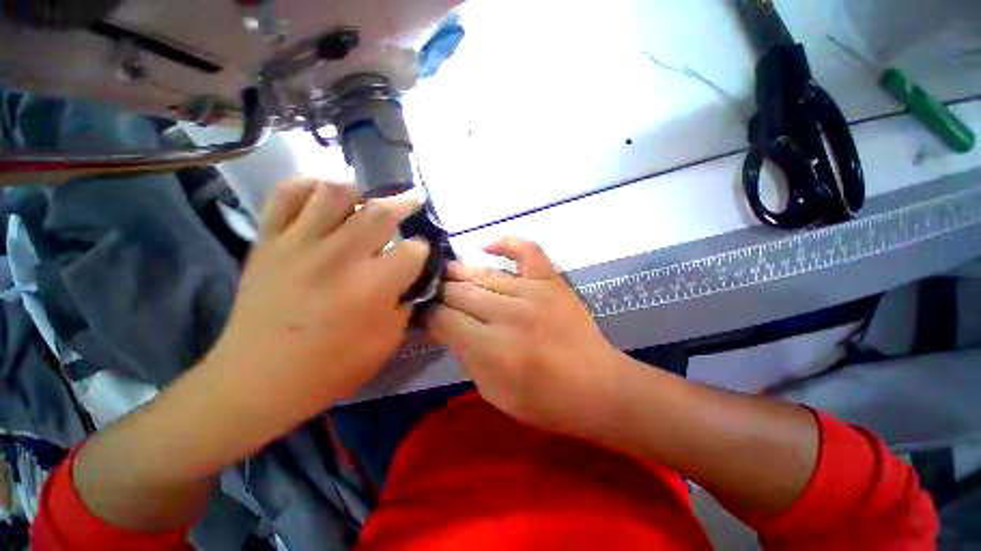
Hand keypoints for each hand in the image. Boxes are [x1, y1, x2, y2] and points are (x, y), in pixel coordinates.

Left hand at [209, 178, 428, 428]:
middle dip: (405, 204)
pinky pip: (287, 194)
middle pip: (381, 211)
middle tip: (412, 201)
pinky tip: (323, 196)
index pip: (413, 250)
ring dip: (359, 192)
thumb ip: (405, 304)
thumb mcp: (387, 342)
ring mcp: (300, 243)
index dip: (422, 251)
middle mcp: (340, 256)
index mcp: (373, 285)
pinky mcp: (269, 240)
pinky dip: (309, 186)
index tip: (419, 256)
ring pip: (335, 191)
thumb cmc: (331, 367)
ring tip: (365, 202)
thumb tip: (410, 280)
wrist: (259, 379)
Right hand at [426, 237, 620, 434]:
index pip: (444, 319)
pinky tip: (486, 245)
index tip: (422, 312)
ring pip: (483, 275)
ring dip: (459, 273)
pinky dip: (506, 242)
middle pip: (459, 292)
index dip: (428, 315)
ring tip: (445, 273)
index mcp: (491, 348)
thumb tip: (445, 326)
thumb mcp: (492, 391)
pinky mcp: (552, 280)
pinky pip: (527, 250)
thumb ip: (465, 355)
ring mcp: (532, 291)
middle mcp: (508, 313)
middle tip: (430, 292)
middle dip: (439, 292)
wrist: (598, 387)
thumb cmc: (544, 400)